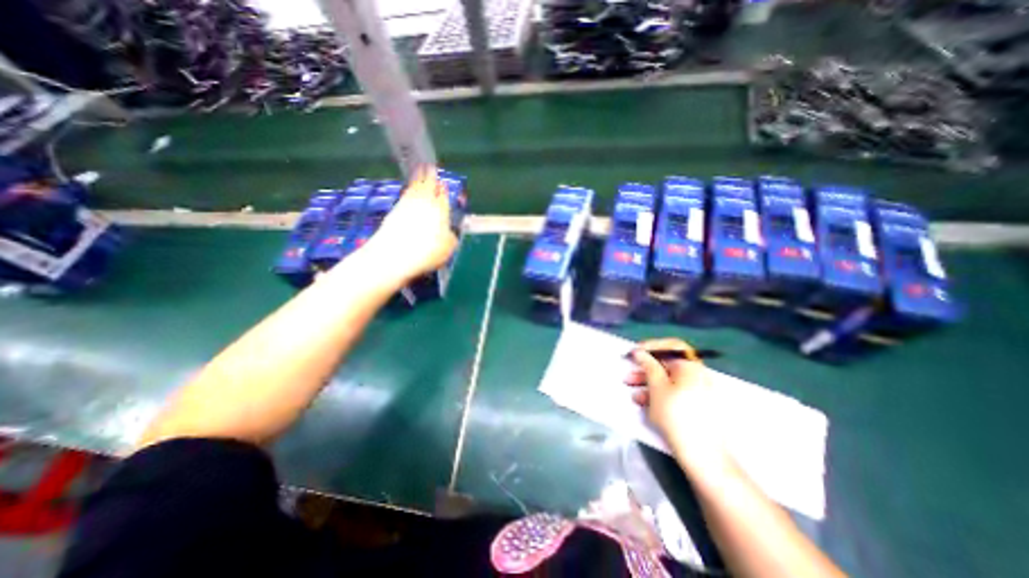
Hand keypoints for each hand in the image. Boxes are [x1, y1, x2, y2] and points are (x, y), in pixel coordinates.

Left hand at [361, 166, 456, 283]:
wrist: (394, 254)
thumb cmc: (427, 251)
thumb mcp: (448, 248)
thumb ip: (451, 238)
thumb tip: (449, 233)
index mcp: (440, 209)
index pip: (443, 195)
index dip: (444, 189)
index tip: (444, 183)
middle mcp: (424, 203)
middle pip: (428, 185)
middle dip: (430, 175)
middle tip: (430, 166)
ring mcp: (407, 205)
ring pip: (414, 187)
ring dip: (418, 178)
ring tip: (419, 171)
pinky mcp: (394, 210)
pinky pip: (404, 195)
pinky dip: (408, 189)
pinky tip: (408, 190)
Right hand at [627, 338, 731, 469]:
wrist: (702, 455)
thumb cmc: (676, 415)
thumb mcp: (657, 387)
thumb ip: (648, 365)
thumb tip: (640, 352)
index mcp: (691, 367)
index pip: (673, 346)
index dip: (652, 346)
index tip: (636, 352)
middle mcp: (697, 376)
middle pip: (668, 364)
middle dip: (645, 368)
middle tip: (628, 372)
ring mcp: (697, 392)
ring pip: (668, 380)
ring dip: (647, 382)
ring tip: (631, 389)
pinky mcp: (695, 406)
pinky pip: (673, 393)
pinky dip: (658, 394)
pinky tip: (643, 403)